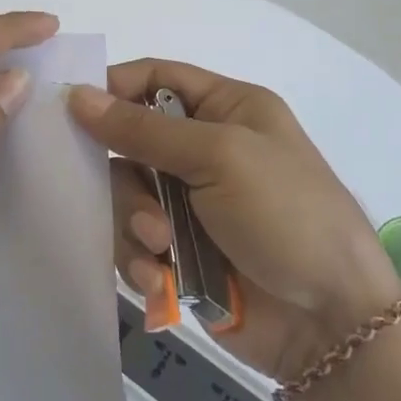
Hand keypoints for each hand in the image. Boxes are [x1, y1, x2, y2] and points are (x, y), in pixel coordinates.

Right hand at [70, 60, 400, 380]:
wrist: (330, 322)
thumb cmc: (286, 216)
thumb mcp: (220, 157)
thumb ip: (144, 129)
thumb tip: (76, 95)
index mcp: (226, 109)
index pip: (155, 78)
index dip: (113, 88)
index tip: (70, 111)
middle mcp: (205, 150)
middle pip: (130, 143)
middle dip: (129, 179)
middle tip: (147, 210)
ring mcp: (191, 204)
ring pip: (125, 197)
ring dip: (136, 224)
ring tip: (160, 249)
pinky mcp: (179, 252)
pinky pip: (133, 242)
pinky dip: (141, 260)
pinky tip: (159, 280)